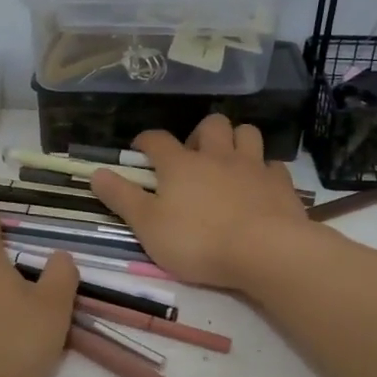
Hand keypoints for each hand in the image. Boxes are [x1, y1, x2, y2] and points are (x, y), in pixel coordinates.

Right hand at [88, 115, 307, 290]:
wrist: (264, 251)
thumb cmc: (197, 241)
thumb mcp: (147, 226)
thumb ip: (122, 198)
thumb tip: (96, 172)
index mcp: (180, 165)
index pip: (157, 140)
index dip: (146, 141)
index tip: (140, 149)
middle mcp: (217, 156)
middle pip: (211, 125)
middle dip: (200, 134)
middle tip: (194, 157)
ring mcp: (252, 167)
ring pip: (247, 134)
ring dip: (236, 141)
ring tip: (229, 161)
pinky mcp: (281, 184)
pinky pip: (273, 165)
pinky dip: (264, 170)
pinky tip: (260, 184)